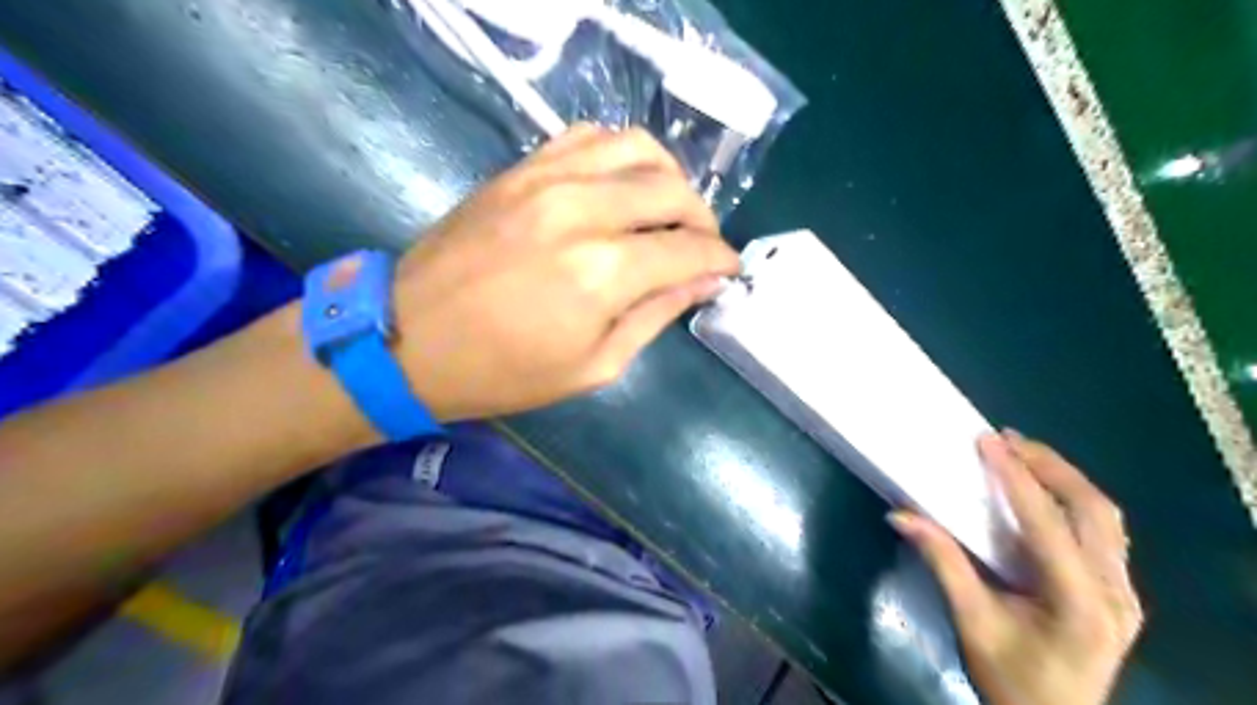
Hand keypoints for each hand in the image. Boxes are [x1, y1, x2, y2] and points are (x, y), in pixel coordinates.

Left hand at [389, 123, 738, 420]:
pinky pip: (588, 136)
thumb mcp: (594, 365)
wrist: (410, 339)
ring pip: (637, 148)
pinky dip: (621, 153)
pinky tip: (623, 183)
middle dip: (703, 218)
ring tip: (670, 209)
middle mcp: (582, 210)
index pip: (689, 248)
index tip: (729, 269)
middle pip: (672, 189)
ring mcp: (547, 179)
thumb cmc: (504, 371)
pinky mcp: (521, 168)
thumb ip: (656, 316)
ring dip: (669, 176)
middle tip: (703, 245)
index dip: (720, 259)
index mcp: (603, 273)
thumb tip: (704, 282)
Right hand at [889, 430, 1146, 704]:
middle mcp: (1115, 591)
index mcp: (1079, 601)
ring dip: (1065, 478)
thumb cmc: (1010, 678)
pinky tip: (1044, 491)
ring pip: (1105, 517)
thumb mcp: (971, 622)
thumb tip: (901, 515)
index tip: (987, 441)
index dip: (1015, 477)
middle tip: (1006, 439)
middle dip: (1050, 466)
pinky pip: (1103, 531)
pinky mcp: (1118, 592)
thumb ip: (942, 563)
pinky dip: (1073, 500)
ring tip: (1023, 454)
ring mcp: (1124, 592)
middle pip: (1093, 509)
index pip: (1047, 522)